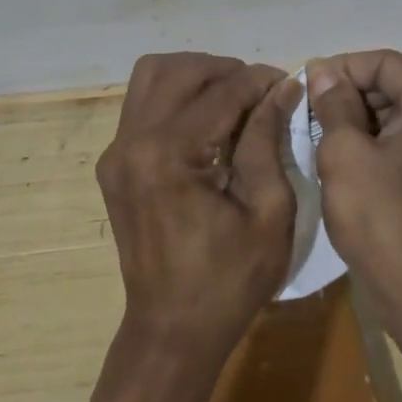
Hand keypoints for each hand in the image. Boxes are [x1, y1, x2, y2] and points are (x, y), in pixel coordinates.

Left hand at [96, 53, 300, 360]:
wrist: (172, 331)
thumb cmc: (230, 281)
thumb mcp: (268, 212)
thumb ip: (269, 140)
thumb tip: (282, 88)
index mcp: (169, 156)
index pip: (220, 92)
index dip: (259, 80)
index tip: (288, 81)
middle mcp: (132, 143)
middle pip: (177, 70)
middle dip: (224, 70)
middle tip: (259, 92)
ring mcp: (116, 152)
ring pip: (151, 77)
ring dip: (194, 76)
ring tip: (230, 99)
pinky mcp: (113, 164)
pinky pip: (142, 106)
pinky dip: (176, 98)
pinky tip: (206, 124)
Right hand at [307, 50, 401, 324]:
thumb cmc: (383, 218)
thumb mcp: (344, 154)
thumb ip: (334, 105)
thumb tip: (325, 72)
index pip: (384, 63)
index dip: (341, 69)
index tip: (306, 88)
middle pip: (397, 88)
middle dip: (352, 98)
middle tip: (311, 120)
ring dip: (364, 124)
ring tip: (326, 145)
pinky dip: (384, 148)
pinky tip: (354, 169)